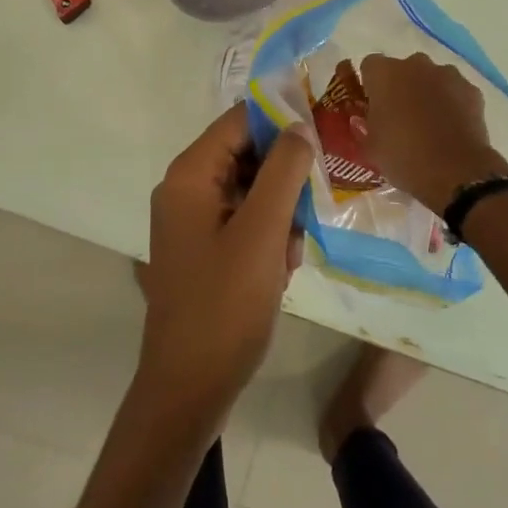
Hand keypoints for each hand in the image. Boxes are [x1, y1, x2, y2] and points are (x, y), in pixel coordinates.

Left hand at [138, 104, 315, 425]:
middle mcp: (185, 188)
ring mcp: (192, 220)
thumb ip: (284, 171)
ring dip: (280, 213)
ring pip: (250, 190)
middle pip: (246, 154)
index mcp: (190, 175)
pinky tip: (281, 268)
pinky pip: (243, 220)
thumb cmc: (226, 304)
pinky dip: (267, 236)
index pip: (240, 121)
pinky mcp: (202, 247)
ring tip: (292, 252)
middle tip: (310, 209)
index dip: (282, 122)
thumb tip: (300, 126)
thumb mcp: (263, 232)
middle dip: (284, 179)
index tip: (323, 138)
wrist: (189, 386)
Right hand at [357, 53, 507, 212]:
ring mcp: (447, 74)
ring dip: (427, 92)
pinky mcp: (471, 90)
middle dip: (400, 87)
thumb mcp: (371, 147)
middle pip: (402, 69)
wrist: (455, 173)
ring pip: (431, 78)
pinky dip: (452, 103)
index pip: (370, 67)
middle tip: (399, 117)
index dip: (371, 86)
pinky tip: (451, 128)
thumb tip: (365, 120)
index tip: (372, 107)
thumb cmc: (403, 157)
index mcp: (384, 74)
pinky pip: (454, 91)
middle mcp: (415, 64)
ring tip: (429, 124)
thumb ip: (364, 126)